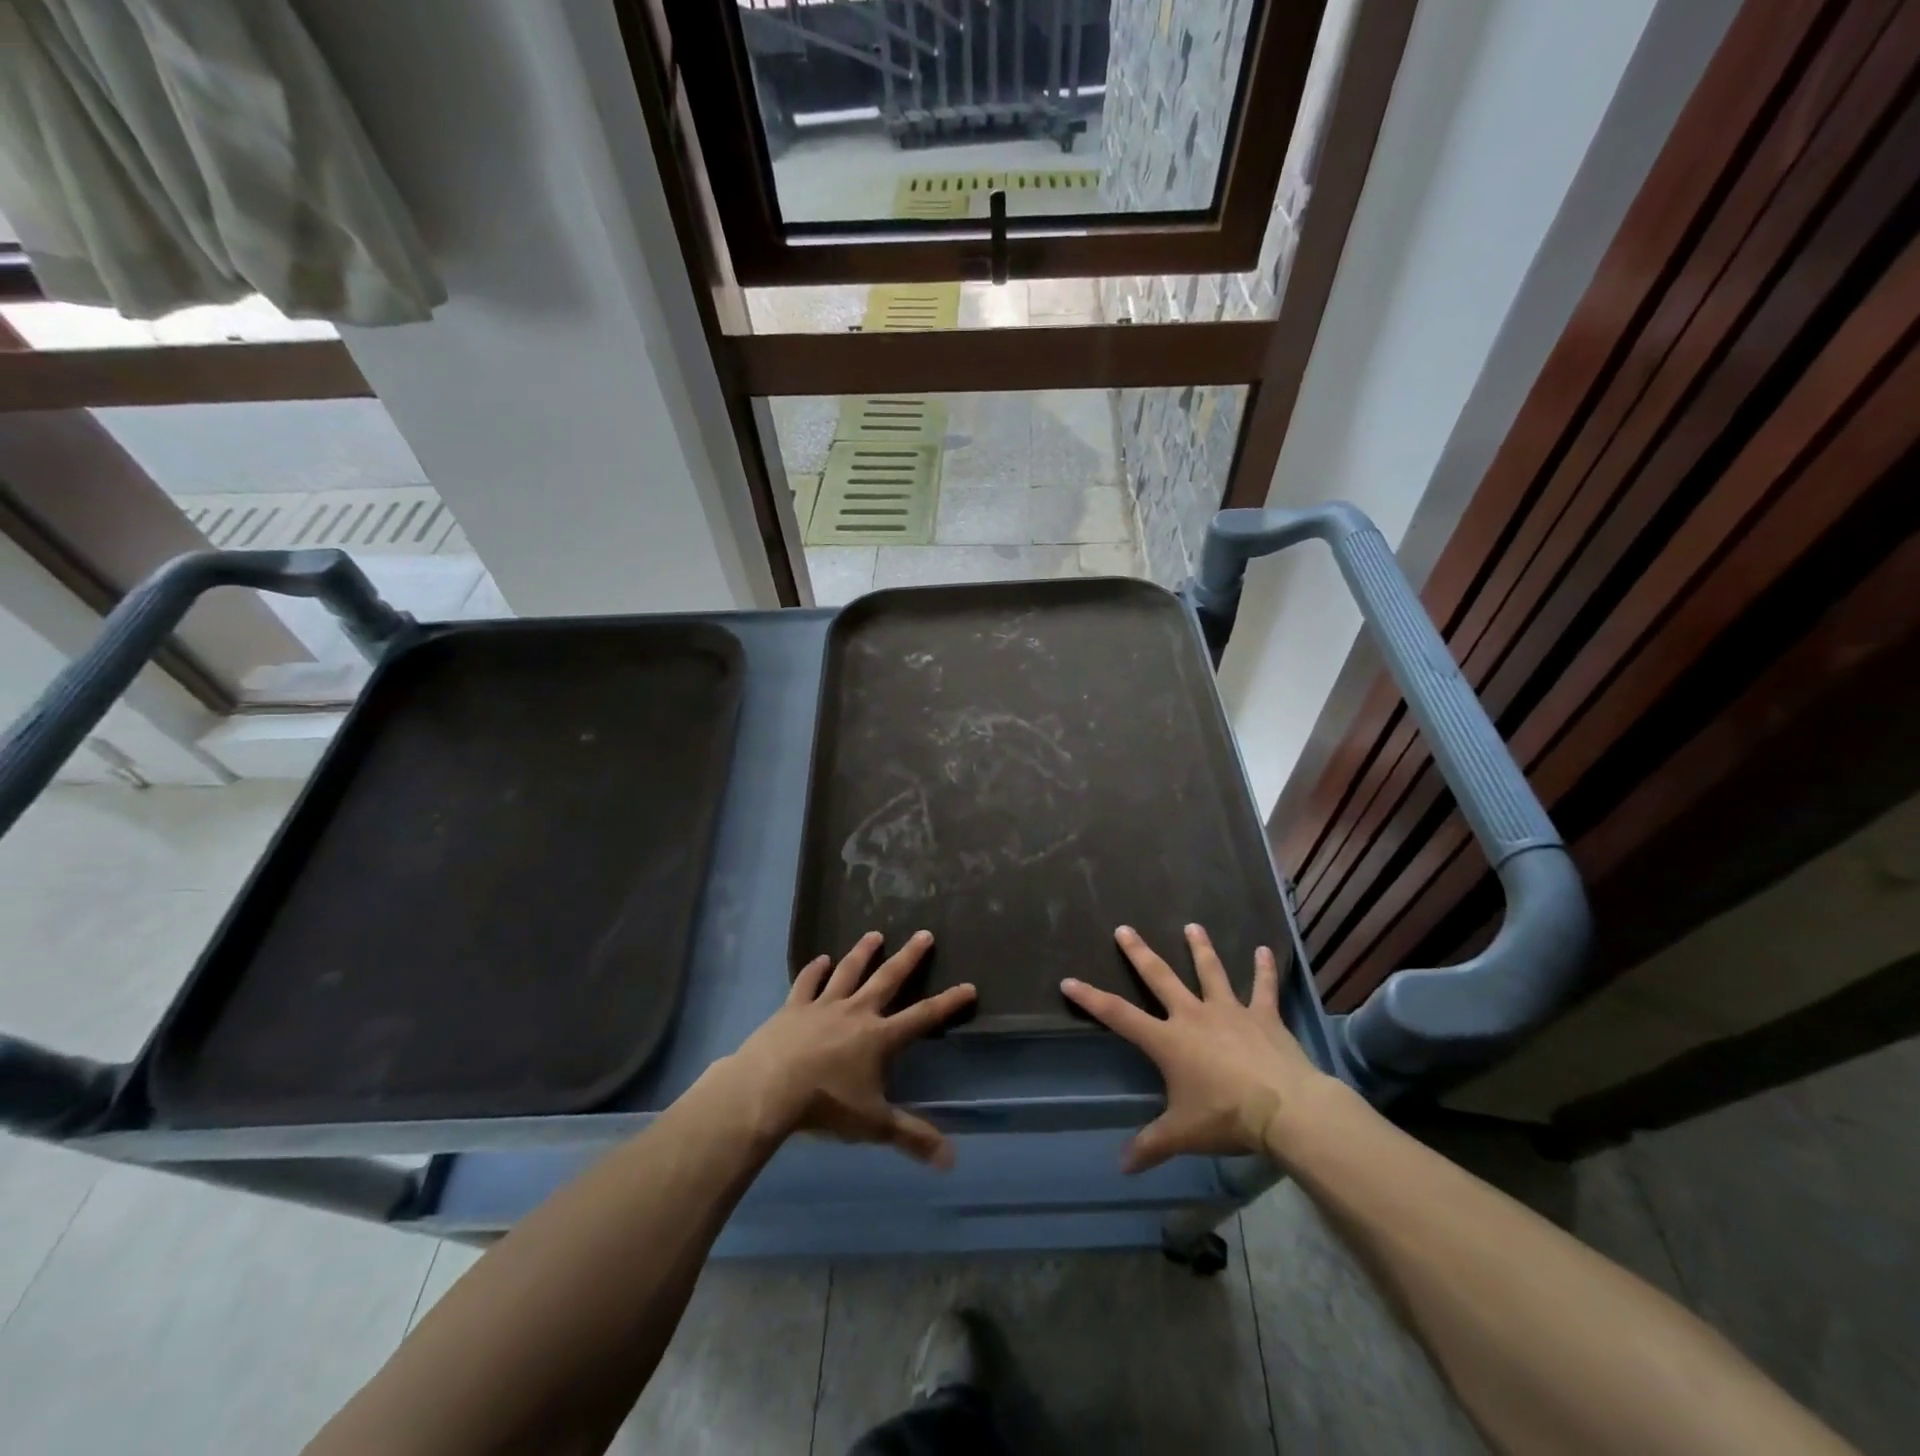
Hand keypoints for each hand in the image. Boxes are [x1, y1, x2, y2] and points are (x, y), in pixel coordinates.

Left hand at [722, 930, 975, 1167]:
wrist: (769, 1088)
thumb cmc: (826, 1105)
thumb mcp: (873, 1124)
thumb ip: (912, 1137)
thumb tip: (951, 1161)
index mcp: (879, 1037)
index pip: (923, 1017)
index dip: (948, 1003)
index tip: (969, 986)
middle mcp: (856, 1012)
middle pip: (888, 978)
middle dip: (909, 957)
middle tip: (924, 934)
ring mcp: (823, 1006)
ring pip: (848, 971)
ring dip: (862, 953)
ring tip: (874, 934)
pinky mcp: (793, 1008)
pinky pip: (807, 983)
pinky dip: (814, 970)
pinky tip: (819, 959)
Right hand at [1062, 924, 1331, 1172]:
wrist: (1285, 1110)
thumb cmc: (1227, 1118)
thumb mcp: (1183, 1135)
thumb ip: (1150, 1146)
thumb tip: (1122, 1167)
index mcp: (1168, 1040)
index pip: (1119, 1015)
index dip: (1091, 998)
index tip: (1069, 980)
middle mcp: (1194, 1015)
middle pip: (1160, 977)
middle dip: (1139, 953)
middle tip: (1124, 928)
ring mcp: (1230, 1011)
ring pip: (1210, 972)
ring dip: (1200, 948)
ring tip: (1193, 925)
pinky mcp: (1263, 1016)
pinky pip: (1263, 988)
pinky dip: (1265, 969)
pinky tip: (1264, 950)